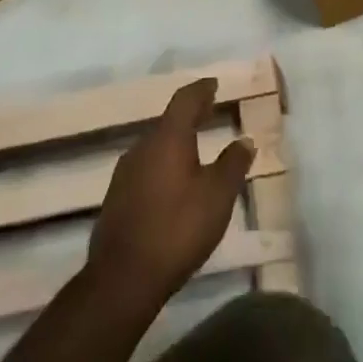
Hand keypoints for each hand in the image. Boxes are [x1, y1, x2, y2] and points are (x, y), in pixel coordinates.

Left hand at [88, 78, 254, 305]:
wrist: (123, 278)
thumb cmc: (178, 228)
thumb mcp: (217, 196)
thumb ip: (232, 164)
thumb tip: (245, 140)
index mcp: (168, 139)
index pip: (185, 100)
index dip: (201, 89)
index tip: (214, 83)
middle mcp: (142, 148)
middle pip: (168, 121)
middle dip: (190, 115)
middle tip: (209, 110)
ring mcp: (124, 174)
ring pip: (155, 146)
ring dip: (176, 141)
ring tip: (195, 146)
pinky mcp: (117, 198)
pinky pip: (146, 168)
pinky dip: (164, 164)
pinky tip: (174, 181)